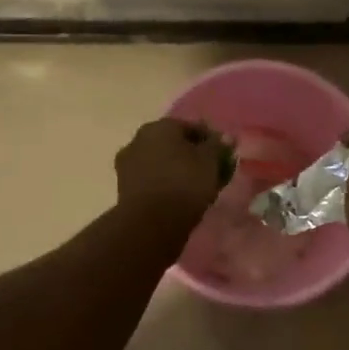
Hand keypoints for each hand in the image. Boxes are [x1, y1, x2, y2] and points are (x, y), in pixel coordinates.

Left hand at [115, 118, 231, 227]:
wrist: (151, 223)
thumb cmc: (184, 184)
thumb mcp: (210, 162)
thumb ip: (217, 146)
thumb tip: (225, 137)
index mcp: (160, 126)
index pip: (191, 127)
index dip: (209, 140)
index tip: (223, 155)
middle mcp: (139, 138)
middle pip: (172, 144)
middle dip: (190, 154)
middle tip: (209, 171)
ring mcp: (127, 164)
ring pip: (160, 162)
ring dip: (175, 170)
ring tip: (195, 187)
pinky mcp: (123, 187)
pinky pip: (151, 180)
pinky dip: (164, 184)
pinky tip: (178, 197)